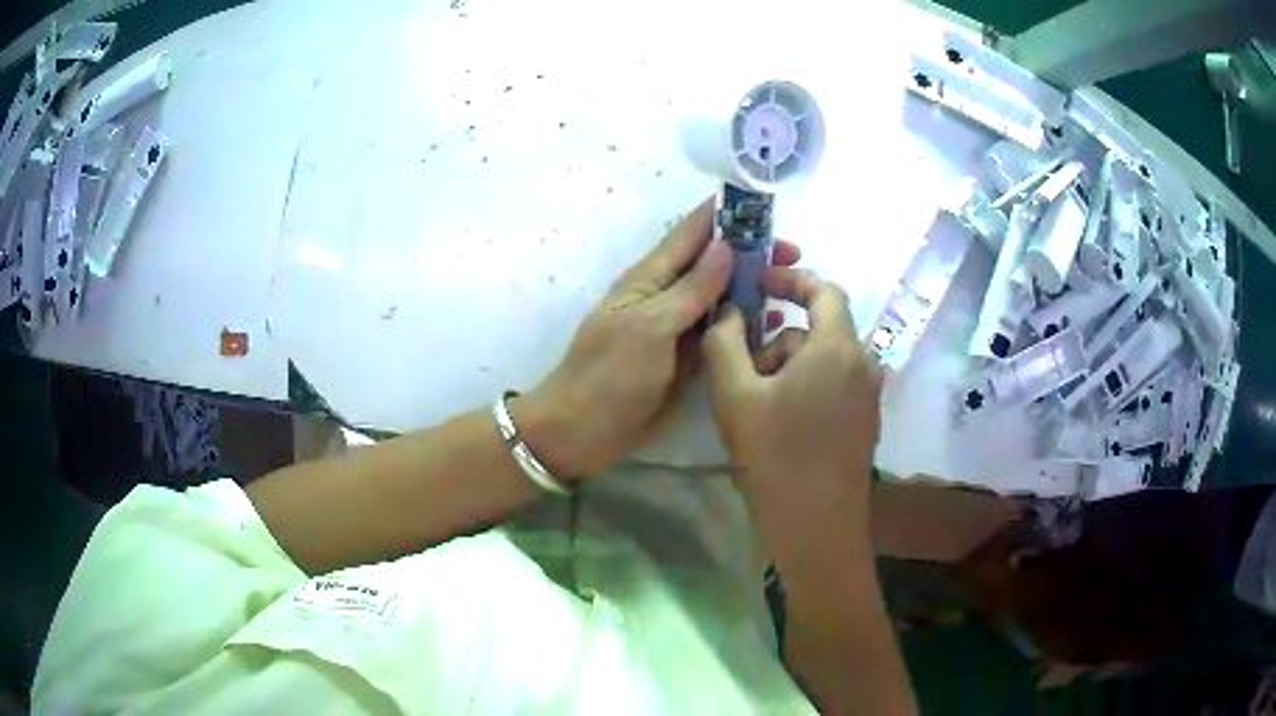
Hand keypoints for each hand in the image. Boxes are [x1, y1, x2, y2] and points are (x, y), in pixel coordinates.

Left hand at [520, 198, 799, 479]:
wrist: (582, 432)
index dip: (726, 214)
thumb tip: (725, 246)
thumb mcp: (650, 326)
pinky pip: (721, 333)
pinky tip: (773, 325)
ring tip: (793, 285)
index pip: (691, 233)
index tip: (763, 202)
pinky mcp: (687, 360)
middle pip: (713, 264)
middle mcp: (667, 296)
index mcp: (650, 278)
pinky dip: (746, 324)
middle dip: (751, 253)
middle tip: (794, 255)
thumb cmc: (609, 374)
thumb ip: (690, 289)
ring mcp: (678, 329)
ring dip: (753, 287)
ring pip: (722, 298)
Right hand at [703, 268, 882, 530]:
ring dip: (787, 368)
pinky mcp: (865, 421)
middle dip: (777, 339)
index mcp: (838, 347)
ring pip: (823, 360)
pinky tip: (779, 424)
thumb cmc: (776, 458)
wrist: (818, 529)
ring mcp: (868, 395)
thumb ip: (725, 341)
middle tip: (742, 371)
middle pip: (818, 329)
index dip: (790, 279)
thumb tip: (730, 311)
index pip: (823, 289)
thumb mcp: (735, 395)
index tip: (757, 285)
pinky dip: (805, 387)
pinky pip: (834, 384)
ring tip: (757, 407)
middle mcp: (863, 363)